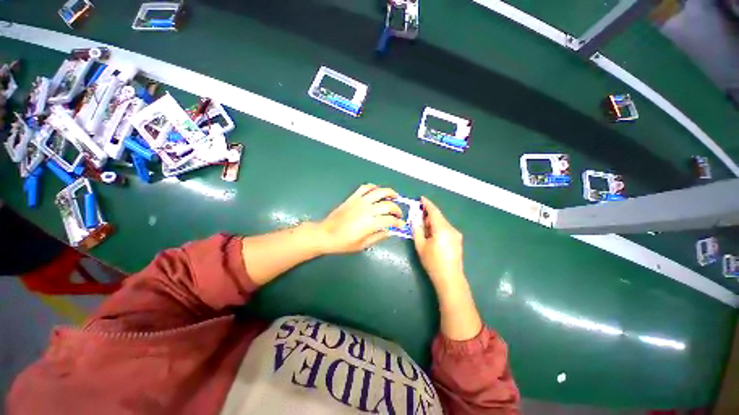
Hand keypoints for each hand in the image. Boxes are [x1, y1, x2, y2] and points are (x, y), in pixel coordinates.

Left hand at [317, 184, 404, 253]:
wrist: (326, 234)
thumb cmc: (344, 242)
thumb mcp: (363, 244)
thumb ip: (378, 237)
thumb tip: (390, 231)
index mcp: (371, 223)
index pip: (391, 220)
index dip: (399, 223)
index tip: (402, 225)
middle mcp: (368, 209)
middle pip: (388, 205)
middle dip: (397, 209)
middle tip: (398, 215)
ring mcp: (360, 201)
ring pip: (379, 192)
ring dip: (390, 193)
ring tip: (395, 196)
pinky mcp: (353, 197)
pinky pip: (365, 188)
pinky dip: (373, 187)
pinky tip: (377, 191)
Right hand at [413, 197, 481, 340]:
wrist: (450, 278)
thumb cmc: (432, 262)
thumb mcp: (420, 245)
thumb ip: (417, 229)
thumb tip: (415, 219)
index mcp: (442, 229)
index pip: (434, 211)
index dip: (427, 204)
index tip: (421, 198)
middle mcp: (451, 229)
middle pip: (438, 217)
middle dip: (428, 215)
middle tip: (417, 216)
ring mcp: (456, 234)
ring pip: (442, 223)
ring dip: (432, 222)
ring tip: (423, 228)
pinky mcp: (457, 240)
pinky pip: (446, 229)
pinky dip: (437, 228)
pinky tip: (432, 235)